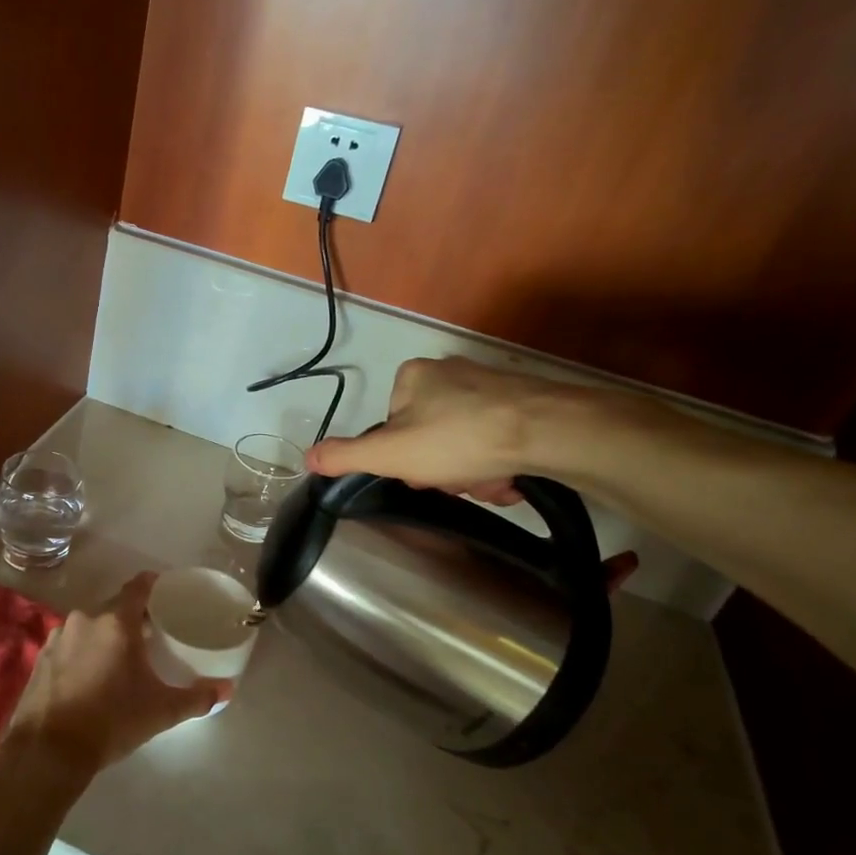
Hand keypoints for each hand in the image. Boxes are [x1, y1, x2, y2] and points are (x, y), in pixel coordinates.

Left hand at [5, 573, 228, 780]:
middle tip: (149, 634)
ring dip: (104, 635)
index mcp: (116, 622)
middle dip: (131, 617)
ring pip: (89, 626)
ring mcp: (58, 637)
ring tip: (119, 657)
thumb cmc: (111, 721)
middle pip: (113, 608)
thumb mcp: (161, 711)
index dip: (152, 585)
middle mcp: (85, 619)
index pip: (137, 587)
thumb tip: (228, 689)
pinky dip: (81, 652)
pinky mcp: (40, 657)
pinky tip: (88, 675)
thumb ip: (197, 697)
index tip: (165, 591)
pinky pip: (68, 644)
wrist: (49, 749)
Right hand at [307, 358, 641, 590]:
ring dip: (474, 473)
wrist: (549, 431)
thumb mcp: (390, 454)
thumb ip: (346, 456)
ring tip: (492, 482)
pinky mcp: (525, 402)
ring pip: (466, 444)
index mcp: (413, 377)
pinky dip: (501, 464)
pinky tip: (512, 477)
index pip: (392, 426)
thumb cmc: (458, 439)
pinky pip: (498, 440)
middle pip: (430, 437)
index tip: (421, 474)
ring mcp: (491, 386)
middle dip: (444, 469)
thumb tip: (306, 458)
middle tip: (460, 482)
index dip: (403, 458)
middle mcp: (451, 373)